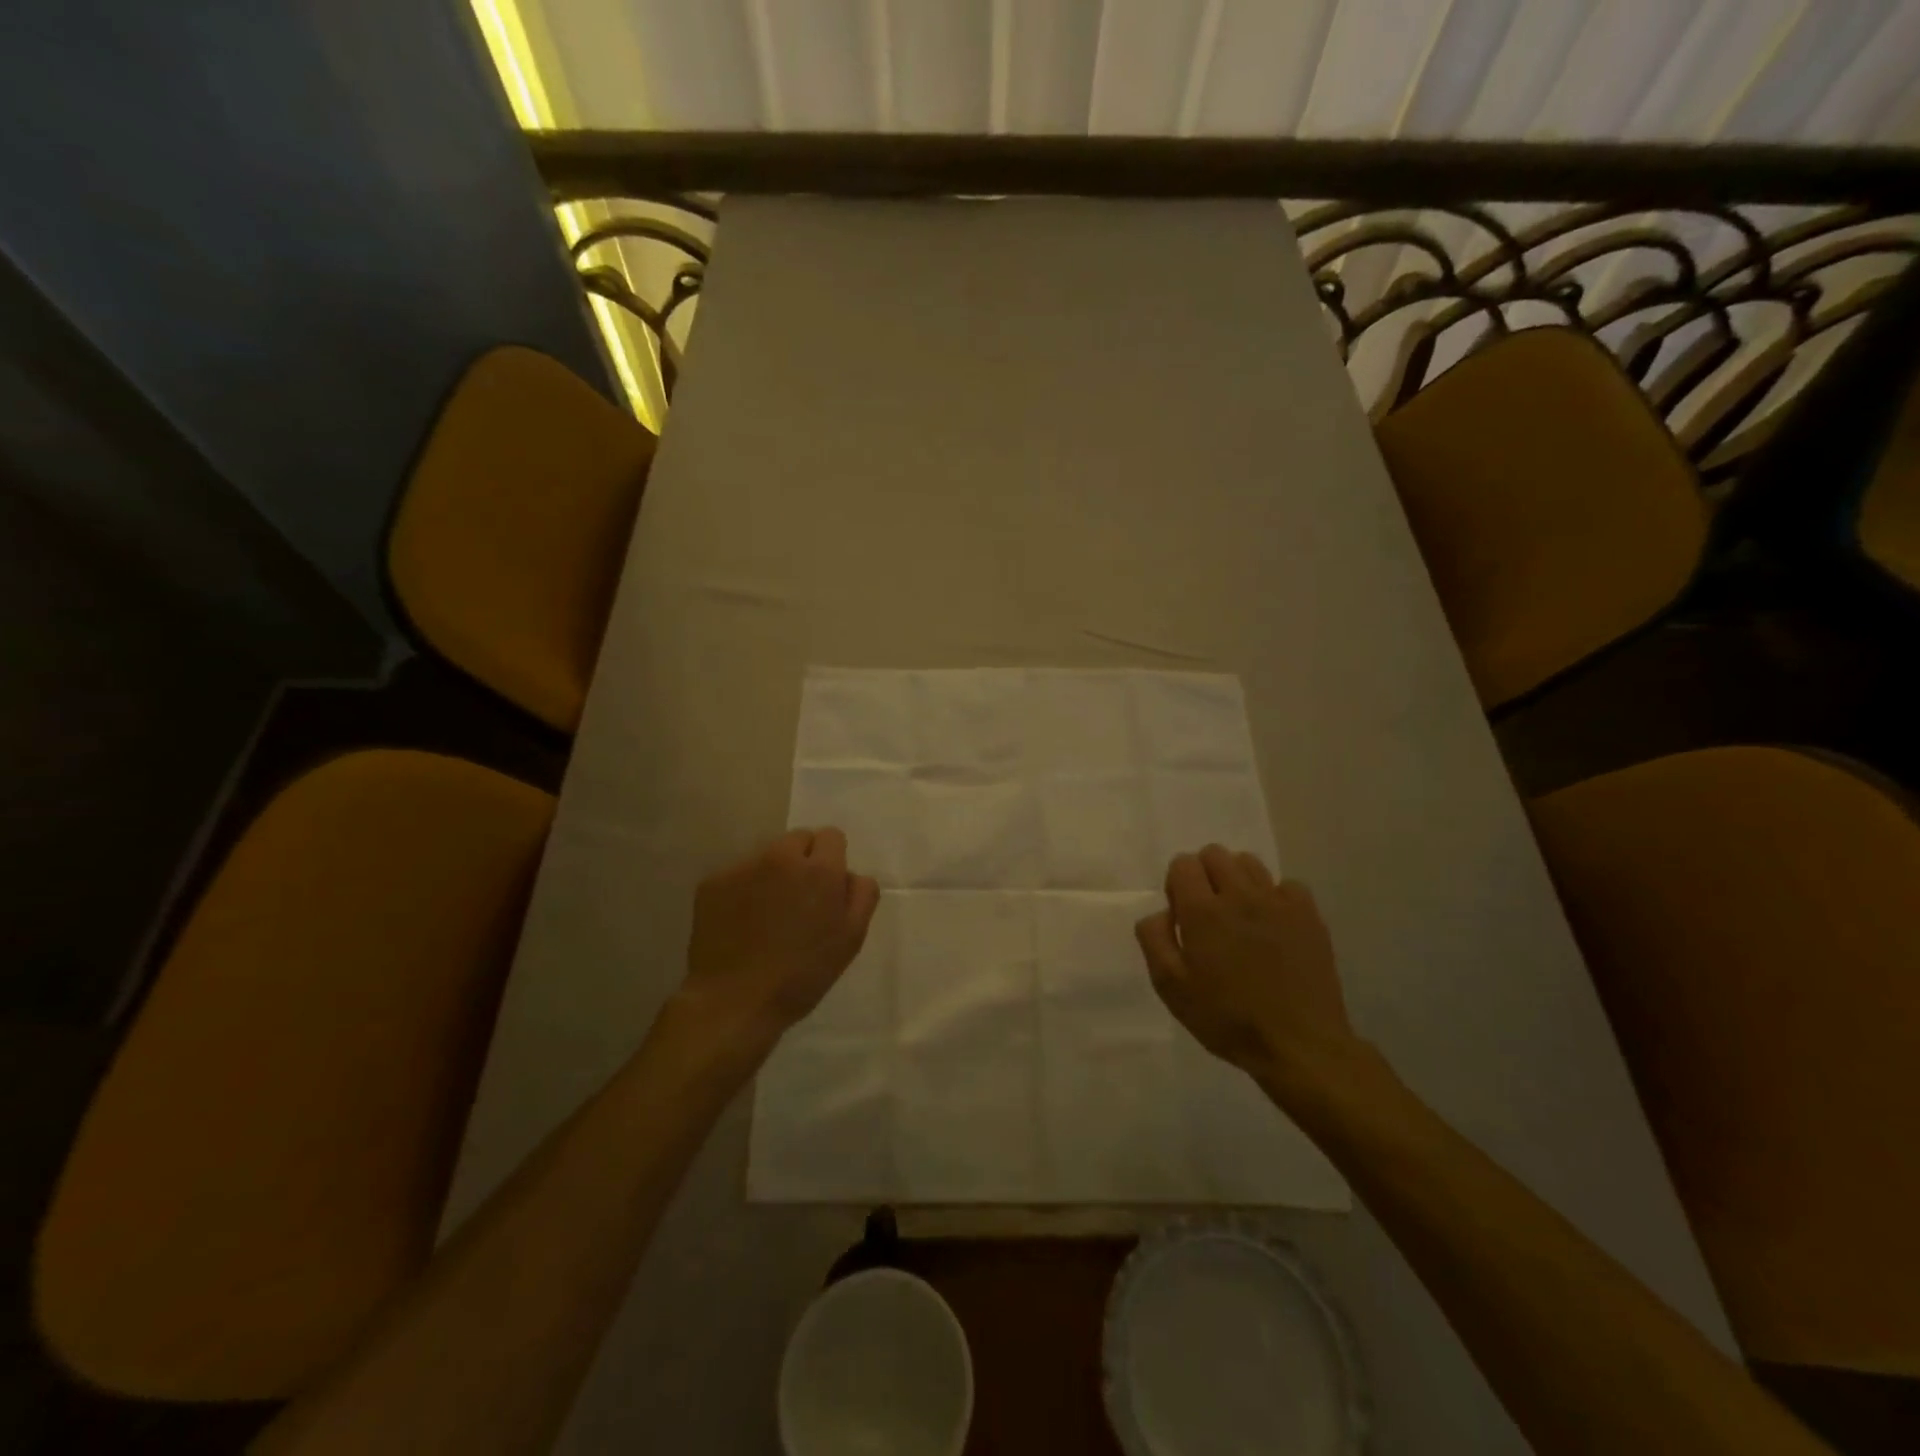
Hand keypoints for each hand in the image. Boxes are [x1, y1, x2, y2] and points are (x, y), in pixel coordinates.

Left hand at [674, 828, 880, 1053]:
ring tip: (767, 913)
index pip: (831, 836)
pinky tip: (742, 922)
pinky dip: (744, 889)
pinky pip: (738, 873)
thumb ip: (862, 895)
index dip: (832, 859)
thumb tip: (850, 874)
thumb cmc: (802, 974)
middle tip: (799, 898)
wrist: (735, 1001)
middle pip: (798, 838)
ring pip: (766, 855)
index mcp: (820, 870)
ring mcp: (743, 867)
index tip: (826, 886)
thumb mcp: (851, 939)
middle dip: (803, 859)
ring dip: (773, 872)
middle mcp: (781, 857)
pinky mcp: (713, 882)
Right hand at [1135, 844, 1359, 1086]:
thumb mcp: (1171, 987)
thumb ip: (1154, 939)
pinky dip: (1275, 897)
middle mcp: (1239, 895)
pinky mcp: (1308, 914)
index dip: (1177, 884)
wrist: (1299, 1045)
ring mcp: (1277, 901)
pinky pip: (1286, 885)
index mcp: (1202, 911)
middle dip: (1204, 875)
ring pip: (1249, 862)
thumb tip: (1160, 911)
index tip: (1182, 916)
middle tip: (1208, 914)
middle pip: (1214, 854)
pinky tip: (1273, 925)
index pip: (1183, 863)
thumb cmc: (1227, 1019)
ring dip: (1237, 880)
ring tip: (1240, 915)